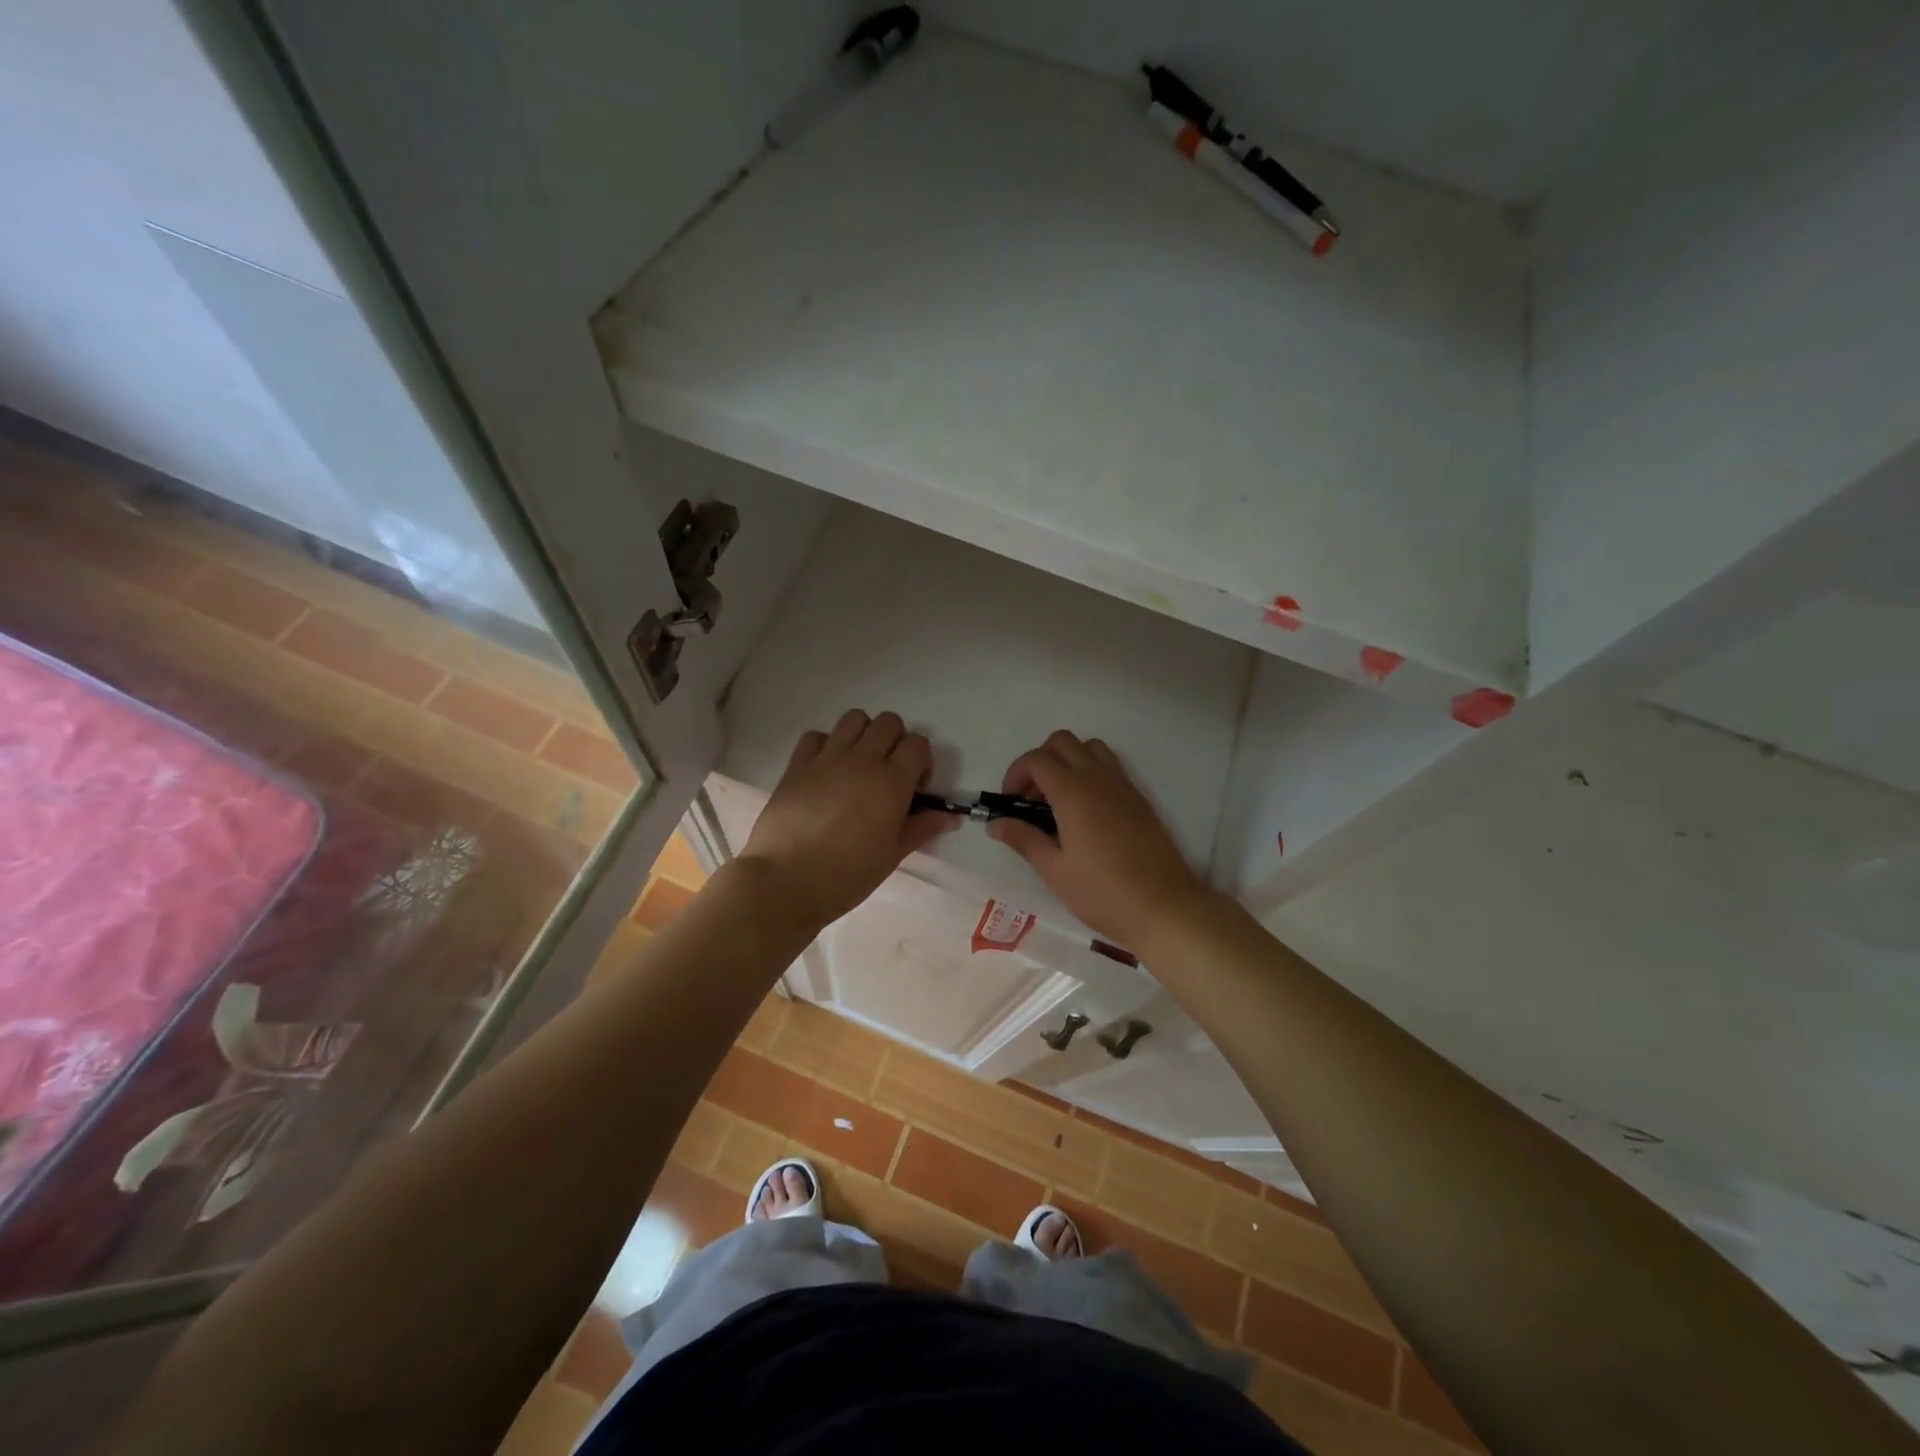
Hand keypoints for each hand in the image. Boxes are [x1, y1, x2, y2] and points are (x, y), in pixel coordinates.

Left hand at [738, 710, 951, 930]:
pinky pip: (817, 735)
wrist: (785, 881)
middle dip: (895, 741)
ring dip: (863, 734)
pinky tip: (826, 770)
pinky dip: (826, 744)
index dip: (922, 762)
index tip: (914, 789)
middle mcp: (862, 759)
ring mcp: (827, 757)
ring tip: (858, 765)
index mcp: (892, 781)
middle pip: (888, 722)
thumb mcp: (892, 855)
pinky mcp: (797, 763)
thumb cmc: (847, 875)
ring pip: (854, 718)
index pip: (918, 744)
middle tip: (888, 774)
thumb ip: (921, 828)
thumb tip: (950, 817)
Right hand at [988, 730, 1211, 949]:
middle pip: (1062, 742)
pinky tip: (1085, 812)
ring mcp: (1123, 785)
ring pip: (1090, 748)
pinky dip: (1090, 772)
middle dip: (1039, 761)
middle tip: (1031, 799)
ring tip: (1058, 800)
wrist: (1164, 907)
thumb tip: (995, 824)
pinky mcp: (1139, 798)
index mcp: (1073, 792)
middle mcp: (1098, 778)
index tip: (1010, 802)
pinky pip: (1110, 766)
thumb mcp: (1055, 870)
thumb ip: (1024, 839)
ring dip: (1068, 761)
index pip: (1037, 759)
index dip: (1016, 773)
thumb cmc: (1102, 893)